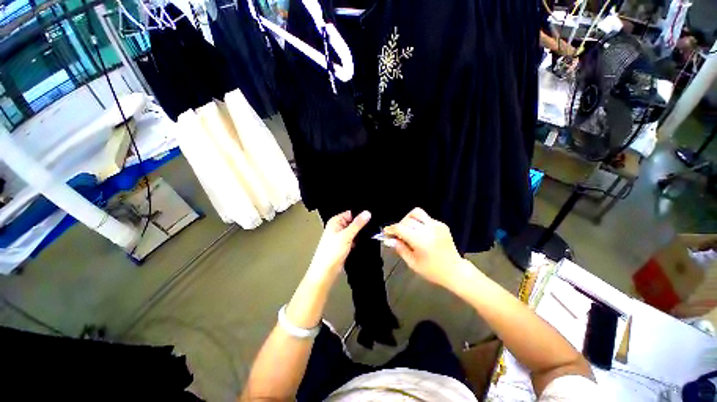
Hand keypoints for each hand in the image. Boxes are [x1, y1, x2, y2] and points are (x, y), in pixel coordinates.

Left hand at [308, 210, 370, 280]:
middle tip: (373, 226)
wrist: (326, 271)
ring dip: (360, 234)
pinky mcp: (344, 245)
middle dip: (361, 225)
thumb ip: (357, 224)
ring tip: (369, 234)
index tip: (371, 216)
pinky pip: (354, 239)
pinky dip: (358, 241)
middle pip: (353, 222)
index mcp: (335, 221)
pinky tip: (363, 242)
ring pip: (354, 232)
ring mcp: (341, 237)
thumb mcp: (346, 235)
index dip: (360, 214)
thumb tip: (367, 213)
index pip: (351, 213)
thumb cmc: (331, 252)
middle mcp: (338, 227)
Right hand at [384, 208, 468, 290]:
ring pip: (417, 213)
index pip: (400, 228)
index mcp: (420, 240)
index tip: (386, 232)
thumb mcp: (412, 263)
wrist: (455, 271)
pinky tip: (420, 233)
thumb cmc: (432, 271)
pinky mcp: (442, 225)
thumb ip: (400, 248)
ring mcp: (436, 225)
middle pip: (407, 219)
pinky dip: (419, 223)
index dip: (391, 229)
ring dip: (409, 219)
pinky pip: (426, 218)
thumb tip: (390, 239)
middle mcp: (428, 229)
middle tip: (397, 235)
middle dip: (399, 225)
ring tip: (408, 230)